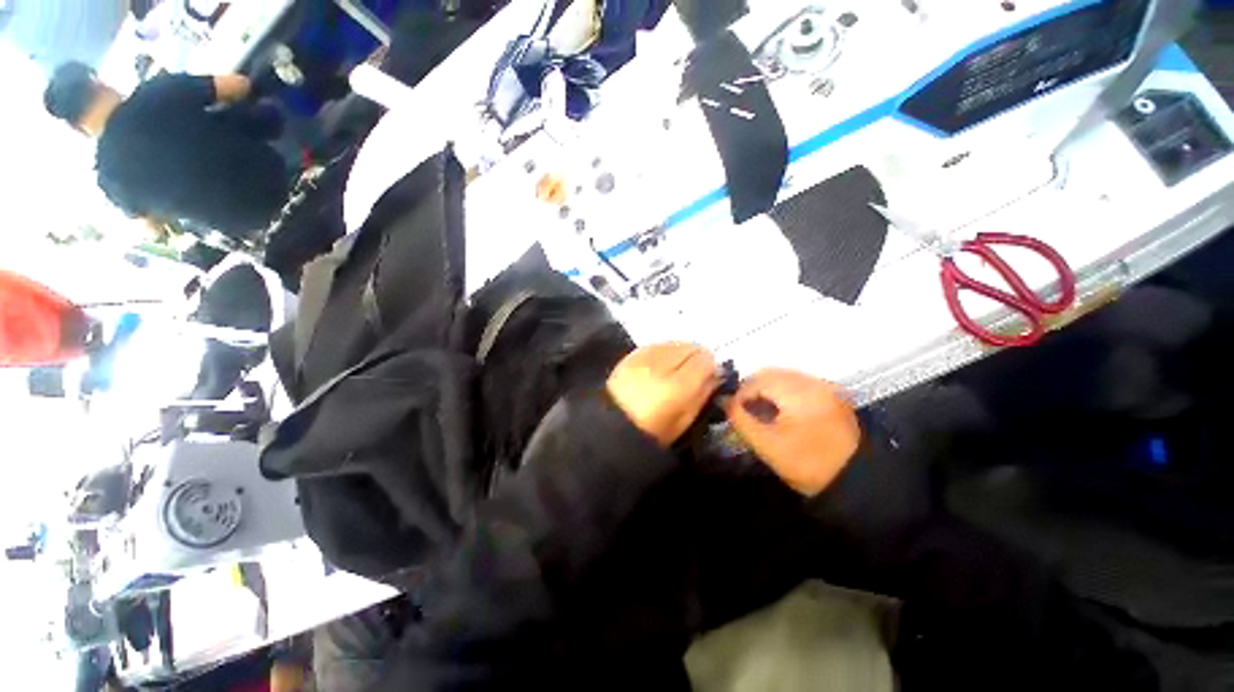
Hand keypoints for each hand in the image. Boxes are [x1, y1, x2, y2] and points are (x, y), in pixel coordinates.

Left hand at [607, 343, 719, 447]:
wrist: (612, 426)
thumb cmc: (653, 432)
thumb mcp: (684, 420)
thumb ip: (703, 393)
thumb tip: (716, 374)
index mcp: (676, 387)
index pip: (704, 360)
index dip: (711, 366)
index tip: (711, 375)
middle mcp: (660, 366)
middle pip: (690, 347)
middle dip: (698, 356)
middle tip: (697, 371)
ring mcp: (643, 358)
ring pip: (674, 342)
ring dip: (682, 351)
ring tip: (679, 367)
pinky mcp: (630, 355)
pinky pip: (657, 344)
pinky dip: (665, 350)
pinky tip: (663, 363)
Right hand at [726, 369, 860, 495]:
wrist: (855, 480)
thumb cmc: (808, 465)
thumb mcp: (768, 445)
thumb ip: (741, 420)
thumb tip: (724, 401)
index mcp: (799, 393)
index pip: (757, 381)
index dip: (739, 395)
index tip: (732, 411)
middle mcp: (814, 382)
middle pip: (770, 373)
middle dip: (752, 389)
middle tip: (743, 410)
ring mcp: (825, 386)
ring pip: (783, 376)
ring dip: (766, 389)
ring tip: (759, 410)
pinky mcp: (831, 393)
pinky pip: (797, 382)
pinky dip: (782, 391)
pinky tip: (779, 409)